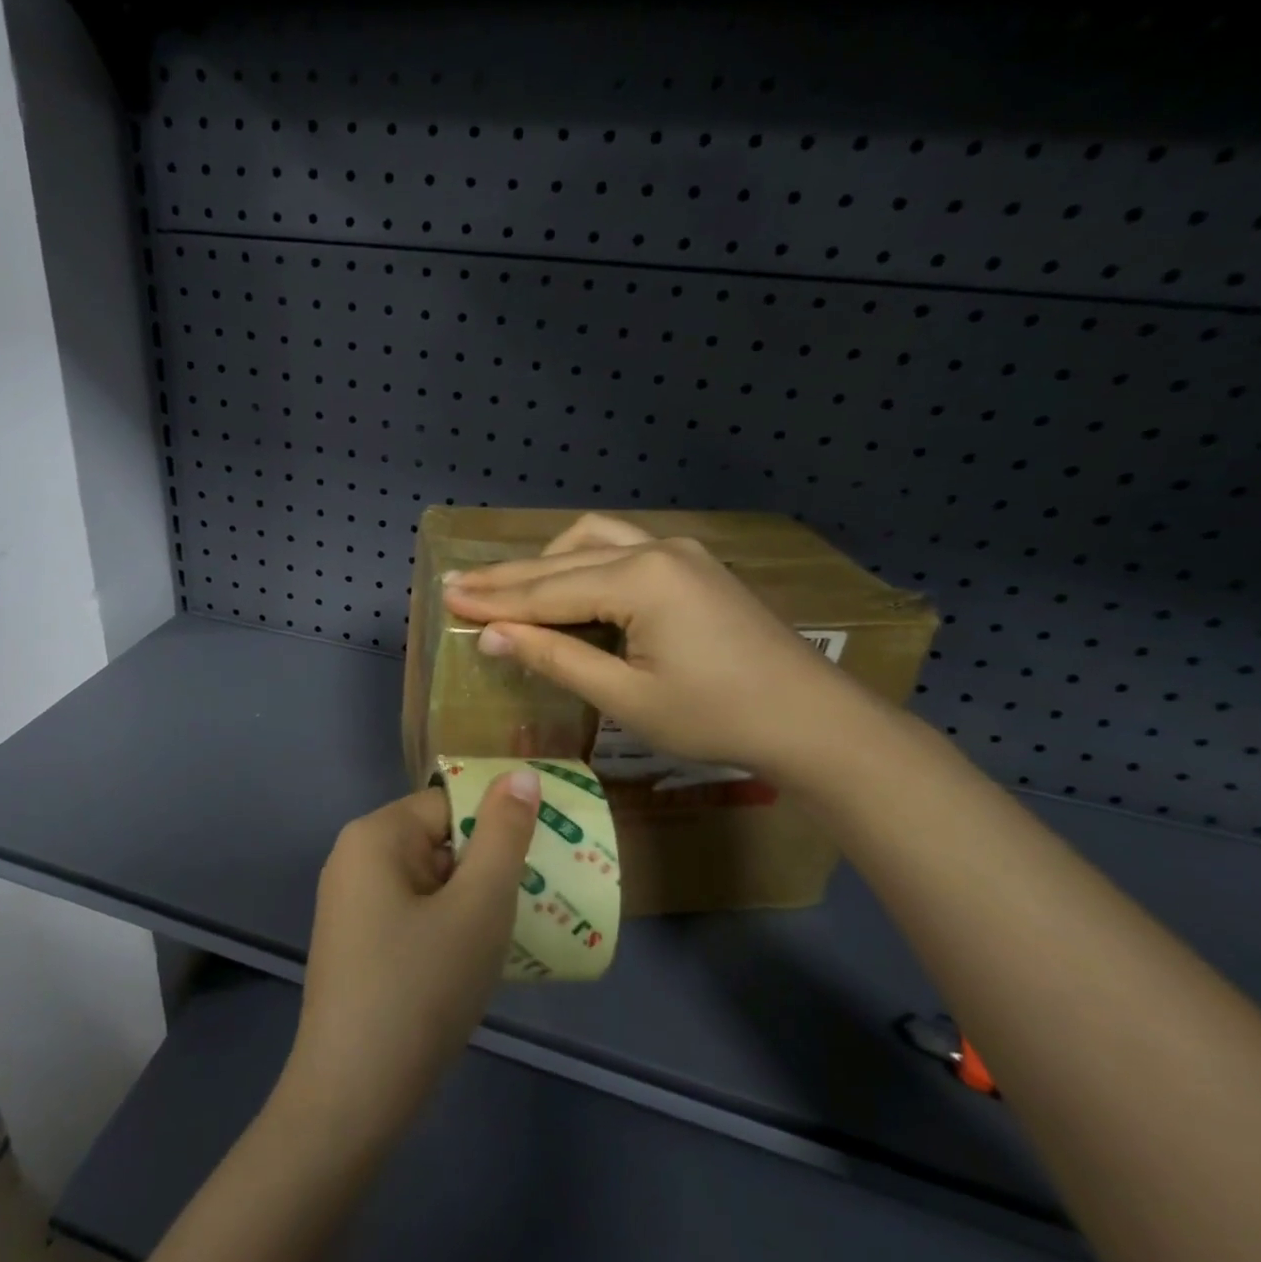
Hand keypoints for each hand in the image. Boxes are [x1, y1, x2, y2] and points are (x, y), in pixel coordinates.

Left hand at [282, 773, 539, 1146]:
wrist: (352, 1099)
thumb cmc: (421, 988)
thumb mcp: (479, 907)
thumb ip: (504, 835)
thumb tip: (521, 774)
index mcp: (375, 835)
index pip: (451, 805)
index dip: (498, 830)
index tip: (537, 867)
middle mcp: (353, 859)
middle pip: (438, 841)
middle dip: (487, 870)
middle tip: (532, 906)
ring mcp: (349, 904)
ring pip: (429, 882)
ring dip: (472, 903)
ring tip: (511, 938)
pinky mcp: (354, 945)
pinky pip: (412, 914)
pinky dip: (446, 928)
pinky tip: (472, 965)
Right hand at [441, 513, 874, 783]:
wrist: (813, 720)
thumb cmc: (716, 717)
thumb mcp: (627, 697)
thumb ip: (557, 657)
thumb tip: (493, 635)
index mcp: (639, 580)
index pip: (546, 589)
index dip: (494, 599)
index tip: (448, 597)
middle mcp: (655, 550)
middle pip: (563, 560)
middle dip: (509, 577)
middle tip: (460, 586)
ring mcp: (680, 553)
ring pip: (593, 541)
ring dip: (548, 563)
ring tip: (512, 590)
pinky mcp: (694, 566)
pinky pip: (622, 549)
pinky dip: (584, 564)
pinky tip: (571, 586)